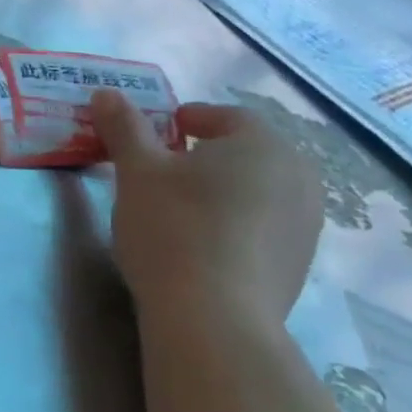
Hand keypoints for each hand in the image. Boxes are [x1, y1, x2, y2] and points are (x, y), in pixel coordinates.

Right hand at [90, 92, 323, 327]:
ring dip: (223, 189)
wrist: (213, 319)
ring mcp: (306, 223)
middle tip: (164, 170)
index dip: (186, 120)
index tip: (156, 135)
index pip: (223, 116)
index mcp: (262, 142)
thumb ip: (124, 126)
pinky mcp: (300, 263)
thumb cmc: (173, 227)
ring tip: (181, 208)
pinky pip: (264, 225)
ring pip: (257, 189)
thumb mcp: (136, 169)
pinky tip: (203, 243)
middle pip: (245, 152)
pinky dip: (236, 222)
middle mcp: (297, 175)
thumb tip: (106, 92)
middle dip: (206, 155)